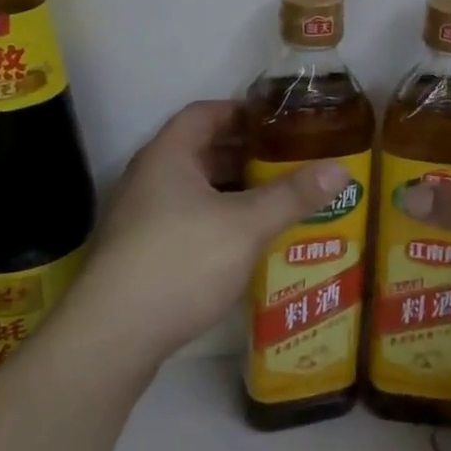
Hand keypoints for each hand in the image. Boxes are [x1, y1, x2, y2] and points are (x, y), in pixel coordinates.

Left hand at [60, 100, 351, 371]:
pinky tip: (245, 242)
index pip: (205, 113)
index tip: (279, 120)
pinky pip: (185, 220)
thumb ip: (292, 195)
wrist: (110, 339)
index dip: (242, 111)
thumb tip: (340, 168)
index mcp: (168, 156)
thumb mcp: (246, 225)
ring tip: (275, 198)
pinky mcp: (138, 254)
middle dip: (245, 154)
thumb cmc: (180, 262)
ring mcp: (139, 218)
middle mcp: (148, 179)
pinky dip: (217, 220)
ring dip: (232, 190)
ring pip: (194, 190)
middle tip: (288, 159)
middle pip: (200, 151)